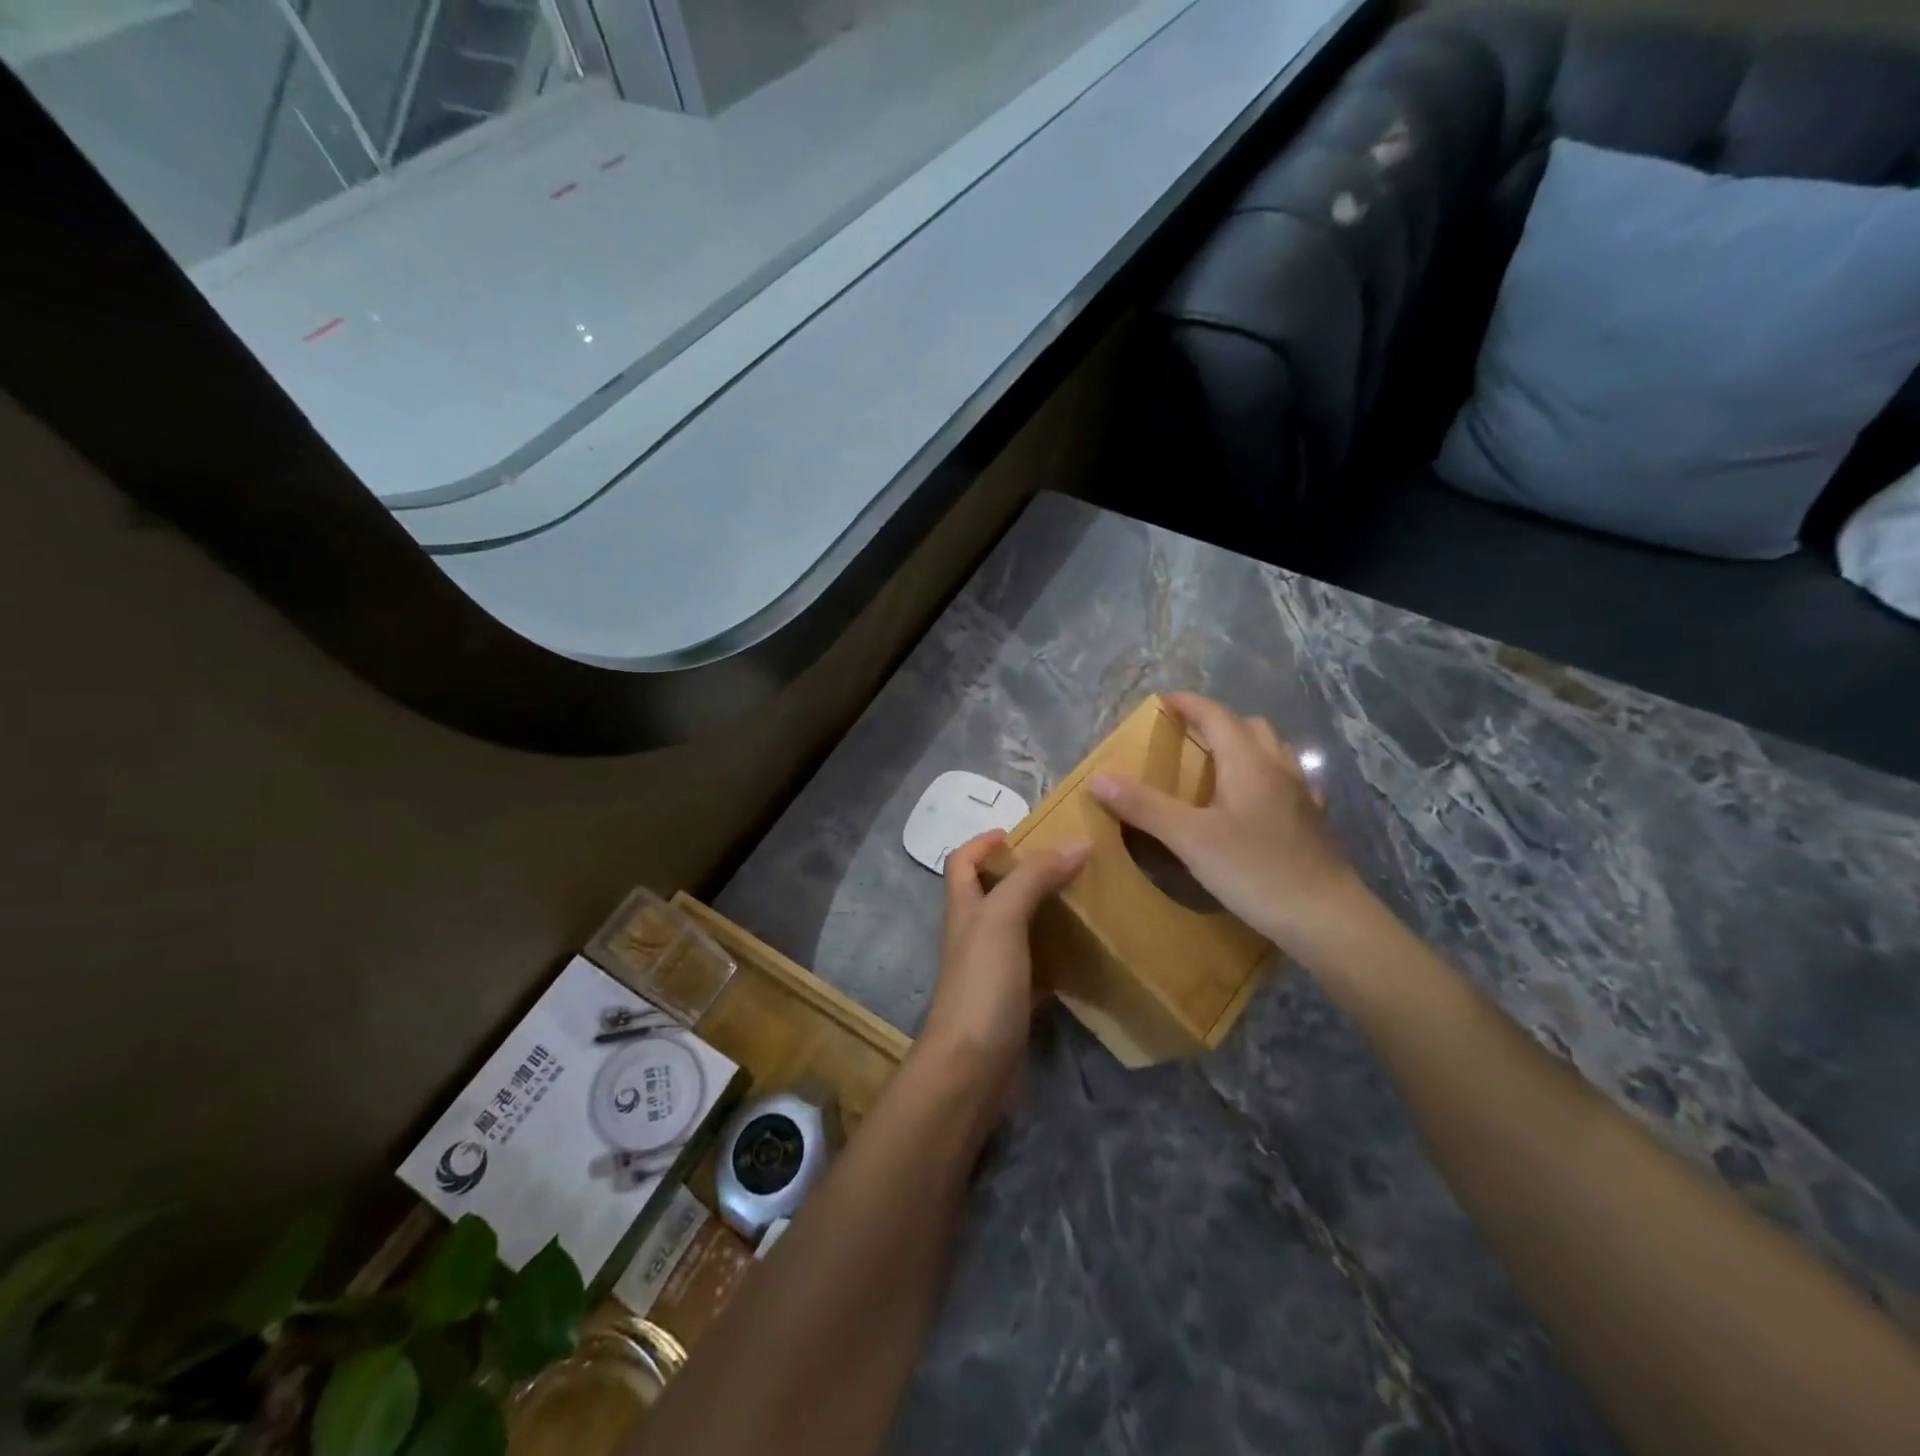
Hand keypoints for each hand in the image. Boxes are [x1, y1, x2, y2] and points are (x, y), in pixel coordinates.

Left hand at [918, 830, 1088, 1113]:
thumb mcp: (1003, 919)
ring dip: (1046, 911)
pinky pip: (1038, 967)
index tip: (1022, 830)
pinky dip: (1058, 955)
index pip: (961, 861)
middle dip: (1025, 872)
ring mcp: (992, 971)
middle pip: (992, 891)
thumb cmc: (981, 986)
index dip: (983, 840)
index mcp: (964, 909)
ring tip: (1087, 898)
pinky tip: (1087, 953)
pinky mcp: (1013, 1003)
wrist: (971, 1071)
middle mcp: (974, 935)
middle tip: (1071, 862)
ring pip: (1018, 929)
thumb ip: (1034, 878)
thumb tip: (1076, 841)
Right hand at [1088, 692, 1365, 954]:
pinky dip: (1267, 775)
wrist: (1326, 917)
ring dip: (1245, 744)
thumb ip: (1144, 806)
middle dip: (1217, 722)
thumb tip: (1098, 778)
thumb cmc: (1254, 871)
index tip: (1162, 701)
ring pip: (1274, 750)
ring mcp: (1302, 794)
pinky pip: (1289, 780)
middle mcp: (1279, 768)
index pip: (1216, 715)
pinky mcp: (1313, 821)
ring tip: (1220, 764)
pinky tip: (1258, 801)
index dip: (1188, 704)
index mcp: (1248, 763)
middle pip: (1249, 726)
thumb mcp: (1189, 839)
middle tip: (1187, 736)